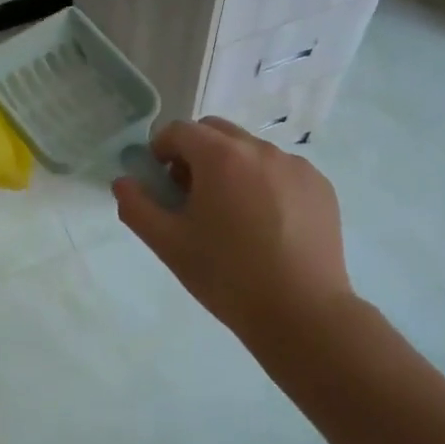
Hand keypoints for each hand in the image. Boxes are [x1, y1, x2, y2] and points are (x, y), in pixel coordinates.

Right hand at [114, 117, 356, 345]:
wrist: (302, 313)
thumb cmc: (226, 276)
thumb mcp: (168, 244)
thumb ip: (136, 206)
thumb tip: (124, 182)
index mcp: (220, 157)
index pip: (179, 131)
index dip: (161, 150)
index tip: (161, 183)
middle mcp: (260, 150)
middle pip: (215, 131)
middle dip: (195, 153)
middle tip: (192, 197)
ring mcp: (296, 166)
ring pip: (249, 150)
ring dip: (230, 167)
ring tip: (232, 215)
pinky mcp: (320, 186)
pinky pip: (280, 169)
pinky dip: (264, 182)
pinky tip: (266, 225)